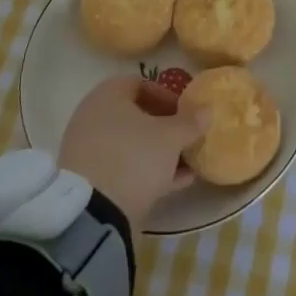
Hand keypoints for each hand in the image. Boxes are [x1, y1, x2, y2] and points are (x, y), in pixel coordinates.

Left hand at [58, 77, 210, 227]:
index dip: (167, 96)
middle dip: (164, 127)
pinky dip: (146, 171)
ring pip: (130, 144)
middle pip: (135, 116)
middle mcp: (93, 116)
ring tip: (186, 164)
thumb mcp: (171, 137)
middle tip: (186, 139)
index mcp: (108, 94)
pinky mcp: (88, 180)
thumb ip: (191, 122)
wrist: (93, 212)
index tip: (185, 114)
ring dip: (158, 152)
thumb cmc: (134, 157)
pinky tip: (175, 183)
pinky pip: (122, 166)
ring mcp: (88, 149)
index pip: (141, 84)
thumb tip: (207, 109)